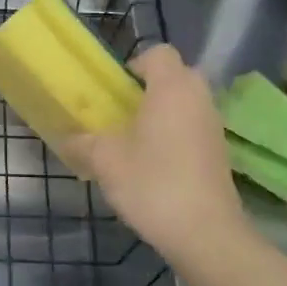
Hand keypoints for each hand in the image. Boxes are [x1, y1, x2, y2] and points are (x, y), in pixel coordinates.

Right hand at [66, 45, 246, 263]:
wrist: (204, 232)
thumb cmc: (152, 183)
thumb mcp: (105, 161)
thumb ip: (83, 142)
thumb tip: (67, 138)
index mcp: (172, 87)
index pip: (158, 53)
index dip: (134, 65)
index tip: (115, 91)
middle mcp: (199, 98)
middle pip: (175, 76)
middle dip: (149, 89)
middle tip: (122, 114)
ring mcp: (213, 125)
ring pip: (186, 103)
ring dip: (162, 114)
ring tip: (134, 142)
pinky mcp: (219, 152)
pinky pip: (193, 127)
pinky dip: (175, 135)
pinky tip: (155, 165)